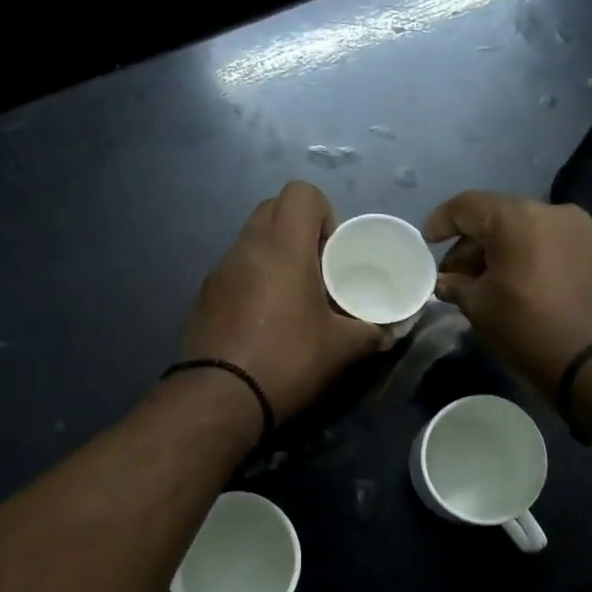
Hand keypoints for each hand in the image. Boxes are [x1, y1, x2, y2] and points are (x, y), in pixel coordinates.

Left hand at [182, 181, 388, 422]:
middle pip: (273, 209)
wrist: (221, 398)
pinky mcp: (203, 295)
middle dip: (298, 229)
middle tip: (317, 268)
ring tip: (291, 297)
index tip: (333, 251)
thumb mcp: (341, 348)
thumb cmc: (288, 359)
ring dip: (274, 255)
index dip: (323, 212)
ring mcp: (219, 270)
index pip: (301, 192)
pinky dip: (252, 280)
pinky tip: (263, 320)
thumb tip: (388, 332)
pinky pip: (234, 270)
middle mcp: (247, 247)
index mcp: (283, 247)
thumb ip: (370, 332)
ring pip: (251, 240)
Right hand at [423, 191, 591, 402]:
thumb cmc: (530, 329)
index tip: (428, 241)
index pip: (467, 206)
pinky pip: (555, 244)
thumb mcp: (481, 309)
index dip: (442, 221)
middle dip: (473, 243)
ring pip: (529, 230)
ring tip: (490, 283)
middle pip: (500, 217)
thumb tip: (446, 282)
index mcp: (516, 218)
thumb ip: (457, 286)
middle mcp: (552, 212)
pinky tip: (524, 285)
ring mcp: (583, 229)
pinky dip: (533, 257)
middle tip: (457, 276)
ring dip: (504, 251)